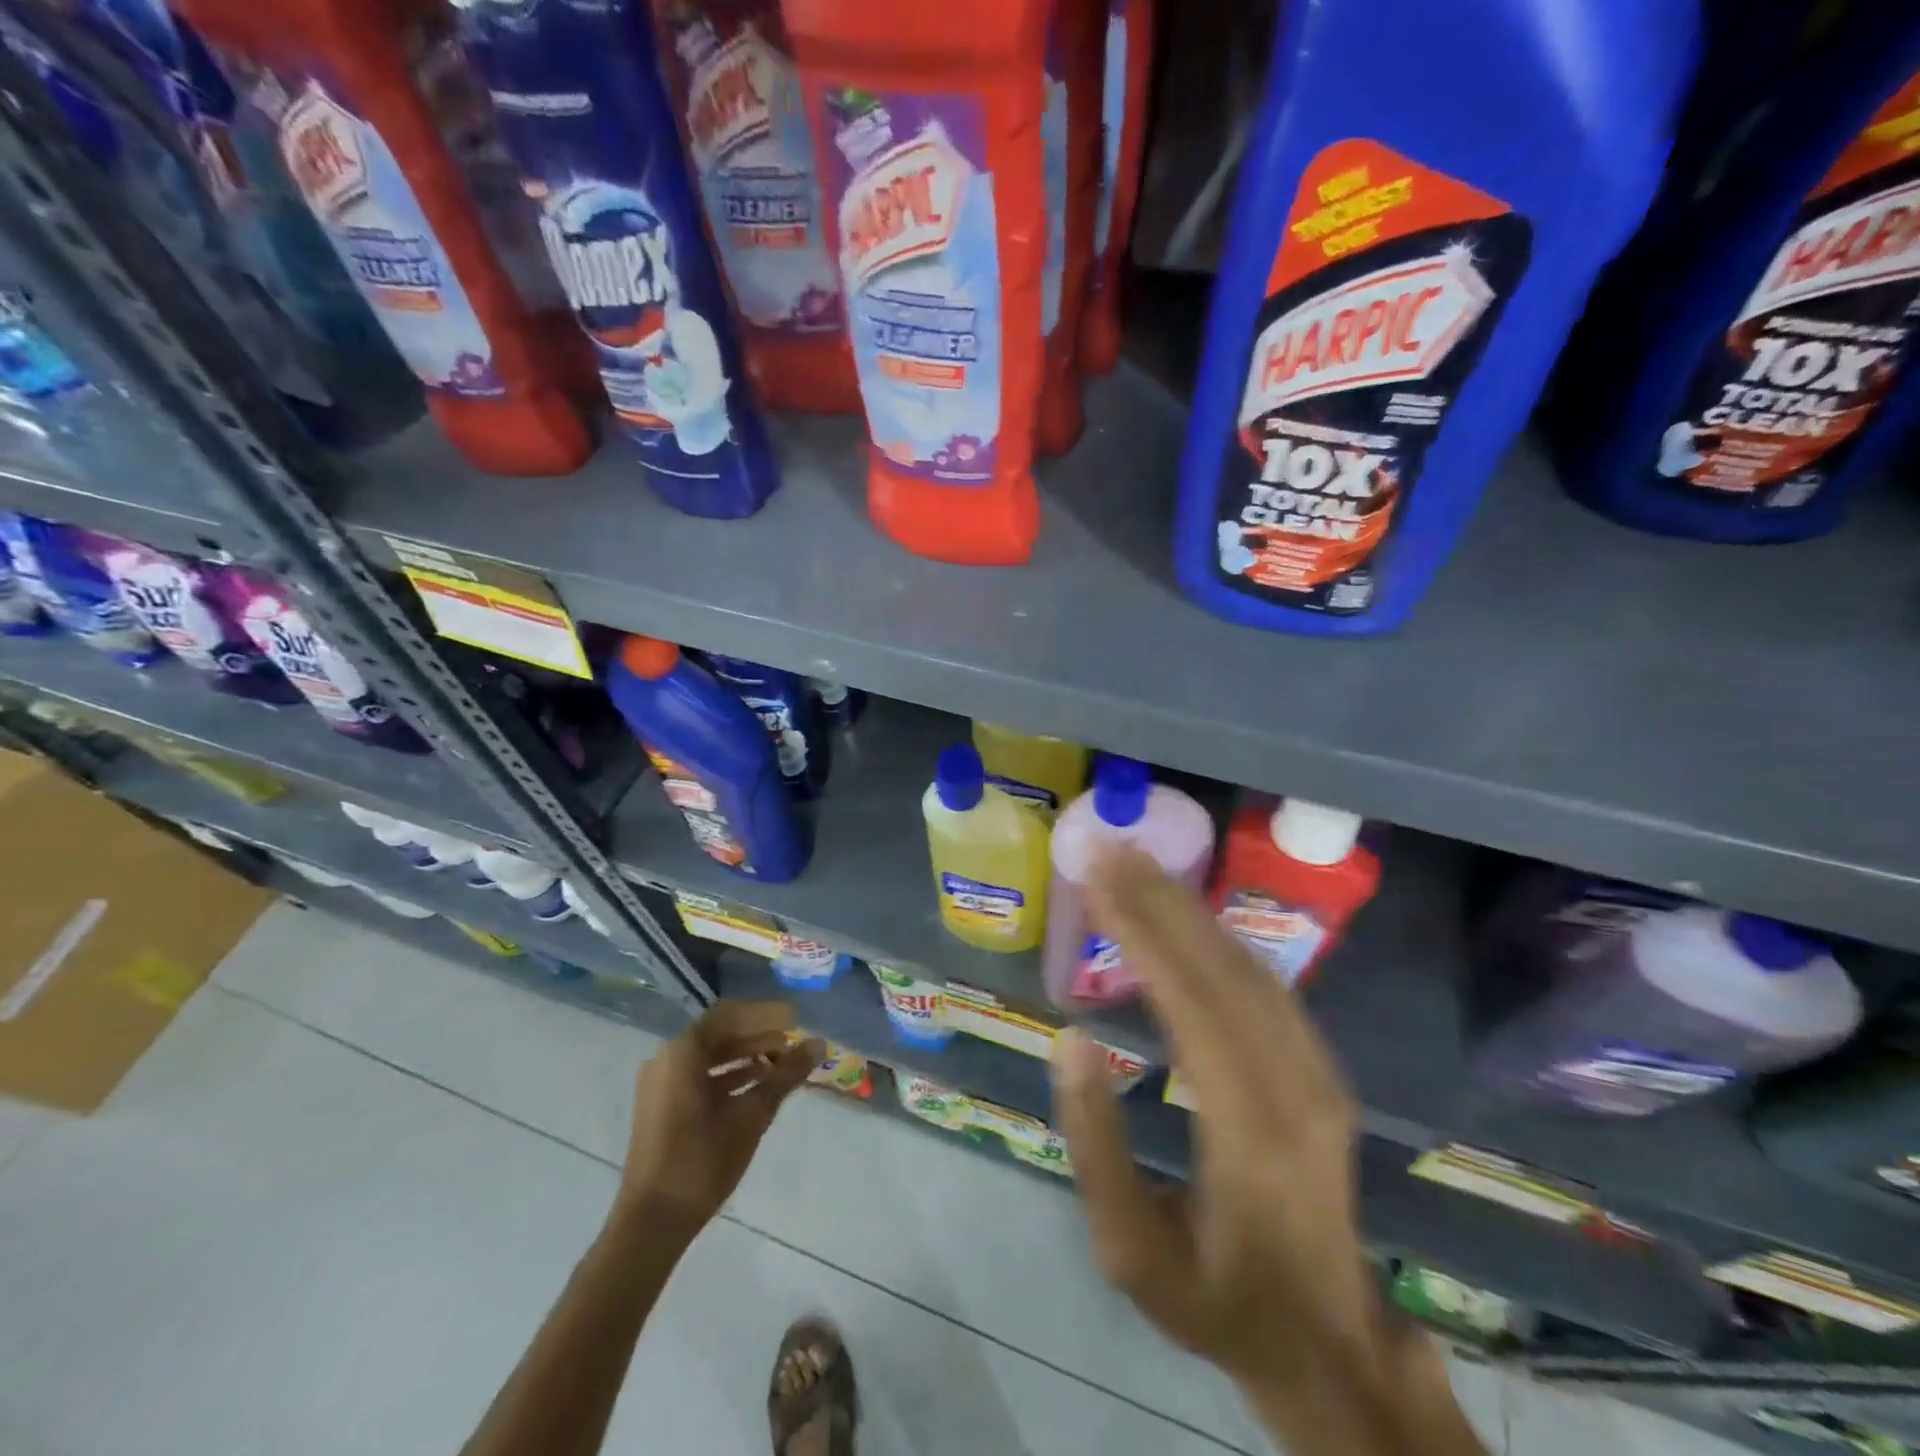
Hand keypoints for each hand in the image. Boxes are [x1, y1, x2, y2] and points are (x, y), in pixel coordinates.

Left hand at [618, 1000, 821, 1233]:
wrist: (652, 1223)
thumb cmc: (703, 1160)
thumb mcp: (752, 1114)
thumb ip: (786, 1075)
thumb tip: (820, 1043)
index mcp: (683, 1052)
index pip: (730, 1014)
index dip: (766, 1013)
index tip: (796, 1019)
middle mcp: (667, 1058)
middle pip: (720, 1032)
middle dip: (759, 1034)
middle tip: (794, 1040)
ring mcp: (661, 1083)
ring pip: (711, 1055)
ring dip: (747, 1054)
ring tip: (783, 1062)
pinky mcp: (662, 1105)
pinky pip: (700, 1075)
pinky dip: (730, 1074)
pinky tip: (758, 1084)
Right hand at [1050, 845, 1387, 1389]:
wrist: (1328, 1344)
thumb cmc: (1215, 1299)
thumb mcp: (1129, 1252)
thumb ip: (1096, 1145)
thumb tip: (1072, 1039)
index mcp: (1248, 1133)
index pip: (1190, 1004)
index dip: (1141, 932)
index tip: (1097, 877)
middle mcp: (1294, 1086)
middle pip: (1221, 968)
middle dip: (1159, 899)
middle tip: (1108, 848)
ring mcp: (1317, 1074)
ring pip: (1248, 967)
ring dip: (1187, 908)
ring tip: (1135, 865)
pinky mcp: (1319, 1069)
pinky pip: (1264, 984)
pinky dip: (1216, 937)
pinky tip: (1183, 913)